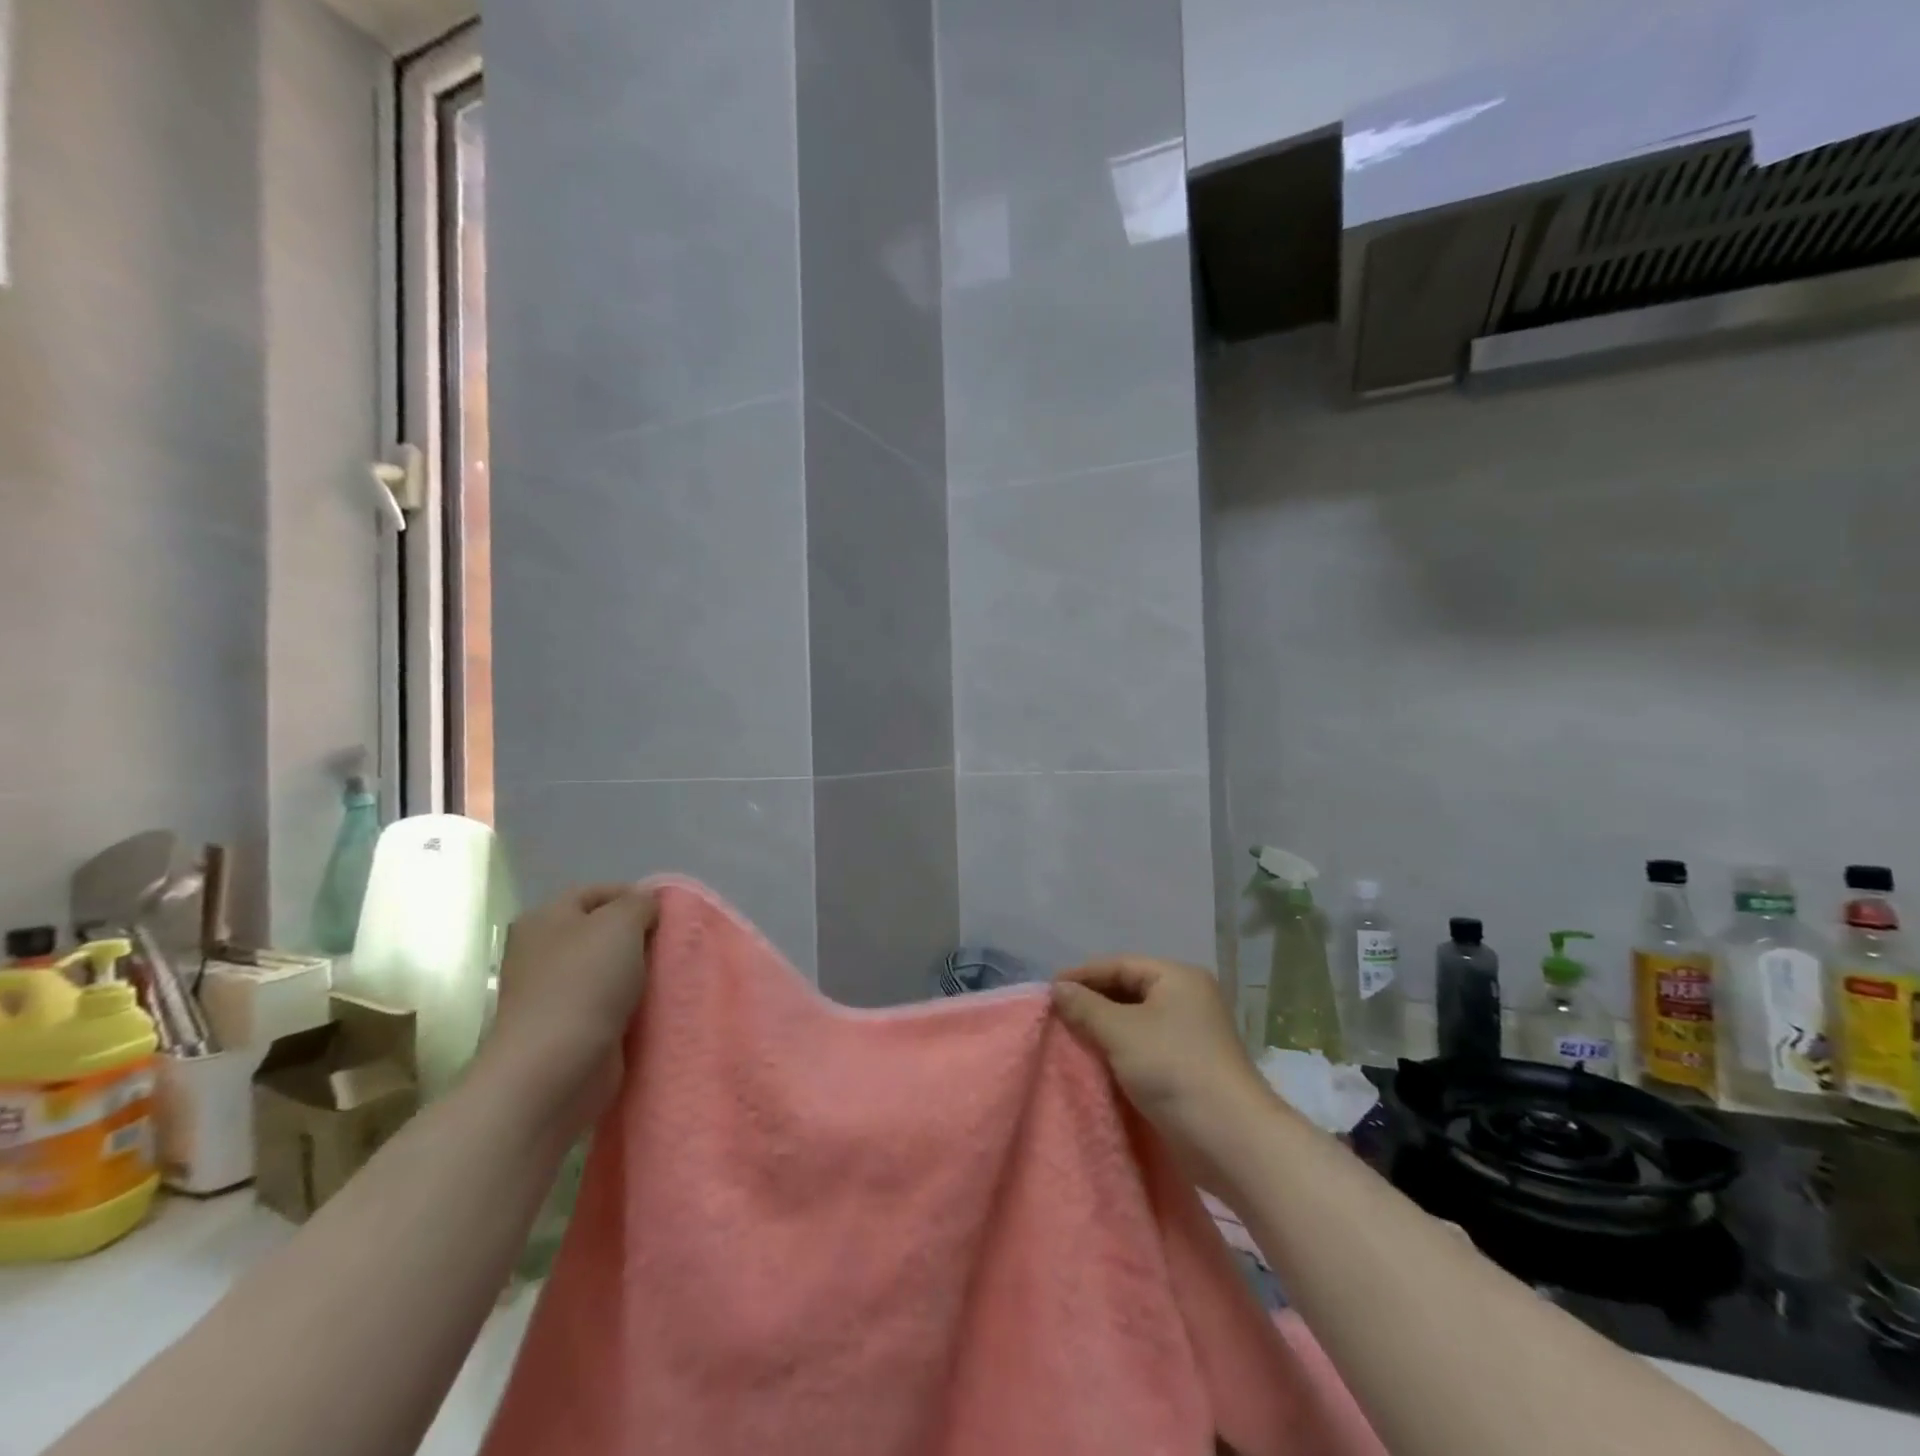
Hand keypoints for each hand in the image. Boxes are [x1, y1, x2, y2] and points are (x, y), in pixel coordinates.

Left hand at [477, 885, 657, 1138]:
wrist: (554, 1069)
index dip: (634, 896)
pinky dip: (631, 1004)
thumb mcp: (620, 923)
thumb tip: (646, 905)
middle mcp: (541, 951)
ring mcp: (551, 993)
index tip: (668, 913)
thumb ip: (639, 903)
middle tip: (673, 944)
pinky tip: (655, 1006)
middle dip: (639, 936)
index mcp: (544, 918)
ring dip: (638, 972)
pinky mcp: (567, 1028)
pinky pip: (608, 1004)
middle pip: (602, 931)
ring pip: (608, 969)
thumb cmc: (584, 983)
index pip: (597, 892)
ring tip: (670, 975)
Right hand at [1051, 957, 1276, 1182]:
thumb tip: (1058, 989)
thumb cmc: (1173, 1068)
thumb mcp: (1121, 1032)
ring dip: (1104, 1026)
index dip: (1083, 974)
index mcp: (1178, 977)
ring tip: (1070, 1035)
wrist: (1229, 1138)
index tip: (1048, 990)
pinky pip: (1145, 1044)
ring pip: (1136, 1019)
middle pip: (1129, 989)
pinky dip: (1120, 1047)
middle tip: (1056, 1014)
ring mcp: (1191, 1033)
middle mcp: (1188, 998)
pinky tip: (1097, 1058)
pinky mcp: (1189, 1064)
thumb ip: (1085, 1007)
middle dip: (1092, 1000)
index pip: (1120, 965)